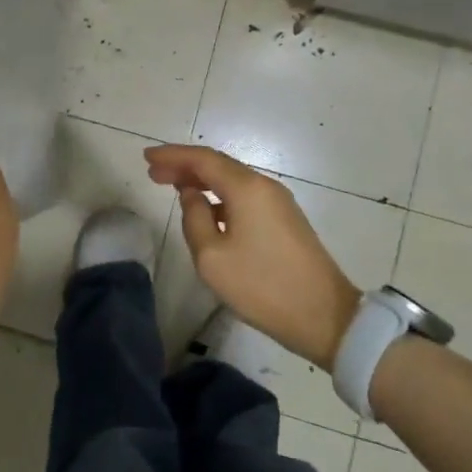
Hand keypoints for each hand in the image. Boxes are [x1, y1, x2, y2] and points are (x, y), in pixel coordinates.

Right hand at [144, 145, 360, 369]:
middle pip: (218, 165)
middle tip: (153, 172)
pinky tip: (206, 210)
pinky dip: (219, 195)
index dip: (172, 155)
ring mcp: (278, 203)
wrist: (324, 317)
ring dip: (202, 180)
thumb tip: (192, 196)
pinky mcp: (285, 220)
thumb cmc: (262, 286)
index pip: (203, 159)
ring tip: (173, 187)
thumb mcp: (212, 257)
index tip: (147, 157)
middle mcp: (264, 186)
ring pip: (232, 180)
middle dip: (184, 166)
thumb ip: (194, 218)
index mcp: (247, 188)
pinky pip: (244, 196)